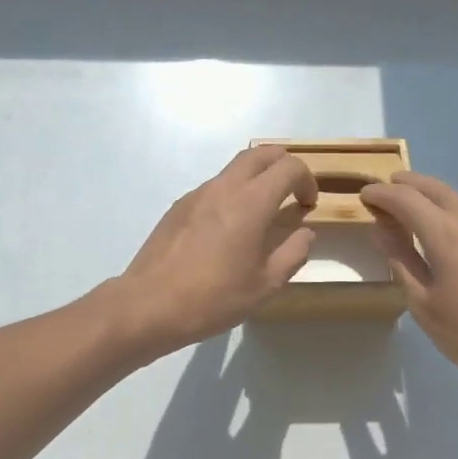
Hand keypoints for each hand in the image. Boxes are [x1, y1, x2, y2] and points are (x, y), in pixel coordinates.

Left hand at [112, 145, 317, 355]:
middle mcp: (224, 187)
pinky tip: (228, 228)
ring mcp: (197, 194)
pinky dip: (232, 193)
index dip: (307, 179)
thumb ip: (293, 253)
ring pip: (234, 168)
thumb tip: (304, 232)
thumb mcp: (265, 285)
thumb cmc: (213, 298)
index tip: (308, 204)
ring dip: (255, 177)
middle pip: (259, 154)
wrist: (149, 304)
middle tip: (291, 190)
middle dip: (282, 164)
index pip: (288, 167)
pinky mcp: (179, 206)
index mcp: (251, 202)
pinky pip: (214, 187)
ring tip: (262, 210)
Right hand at [361, 172, 457, 403]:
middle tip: (385, 192)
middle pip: (434, 187)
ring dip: (431, 194)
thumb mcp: (424, 303)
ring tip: (412, 208)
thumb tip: (381, 228)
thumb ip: (401, 259)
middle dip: (407, 184)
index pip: (405, 199)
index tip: (365, 195)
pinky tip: (447, 231)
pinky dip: (453, 209)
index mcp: (445, 234)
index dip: (382, 194)